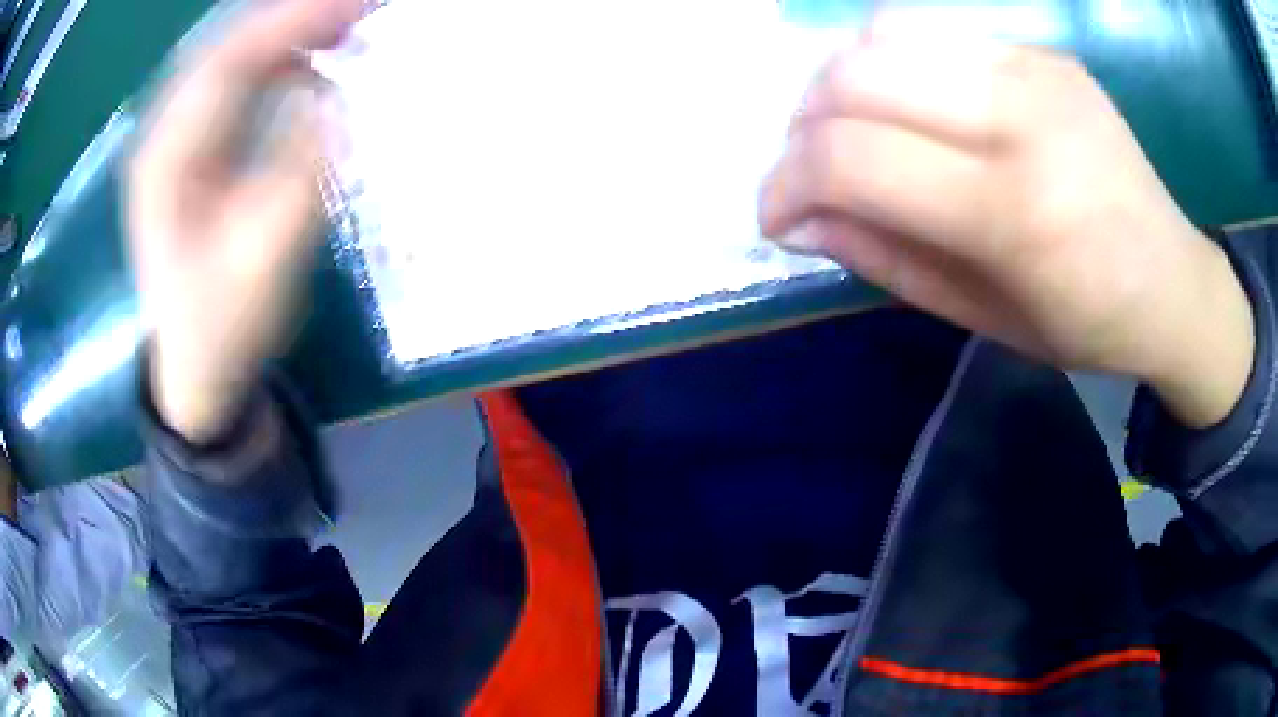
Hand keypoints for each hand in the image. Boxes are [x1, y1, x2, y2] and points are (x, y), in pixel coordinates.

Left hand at [128, 0, 361, 441]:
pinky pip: (234, 84)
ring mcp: (175, 142)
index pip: (227, 64)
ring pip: (230, 59)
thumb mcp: (262, 263)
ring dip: (286, 34)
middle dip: (293, 17)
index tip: (357, 6)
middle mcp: (163, 138)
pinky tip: (310, 63)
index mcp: (166, 164)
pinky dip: (276, 61)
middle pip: (225, 47)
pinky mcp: (192, 152)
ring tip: (345, 25)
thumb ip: (295, 175)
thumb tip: (331, 96)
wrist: (194, 368)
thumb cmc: (223, 326)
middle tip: (361, 8)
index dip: (291, 24)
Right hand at [758, 26, 1253, 426]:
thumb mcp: (982, 319)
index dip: (786, 181)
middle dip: (802, 123)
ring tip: (851, 131)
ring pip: (883, 35)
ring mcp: (1035, 68)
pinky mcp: (1042, 50)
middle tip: (809, 168)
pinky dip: (895, 67)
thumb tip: (800, 218)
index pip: (851, 156)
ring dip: (841, 84)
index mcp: (1013, 211)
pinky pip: (935, 33)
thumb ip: (885, 259)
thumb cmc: (1086, 323)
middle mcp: (1021, 117)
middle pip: (855, 75)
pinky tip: (911, 107)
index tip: (776, 214)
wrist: (1174, 281)